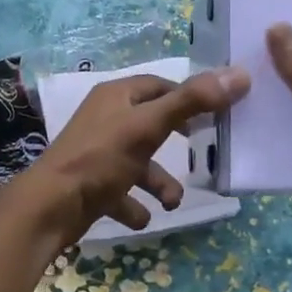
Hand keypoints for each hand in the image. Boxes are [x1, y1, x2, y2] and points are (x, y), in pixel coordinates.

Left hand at [8, 66, 250, 244]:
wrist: (51, 207)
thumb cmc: (101, 158)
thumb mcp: (149, 126)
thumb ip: (193, 102)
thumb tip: (239, 74)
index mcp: (116, 97)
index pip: (159, 86)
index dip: (188, 97)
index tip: (216, 113)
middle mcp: (105, 120)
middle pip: (151, 123)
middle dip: (177, 142)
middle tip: (204, 150)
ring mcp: (97, 154)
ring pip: (139, 163)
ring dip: (159, 183)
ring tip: (172, 202)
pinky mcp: (92, 186)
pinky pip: (121, 194)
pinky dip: (134, 205)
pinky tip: (143, 217)